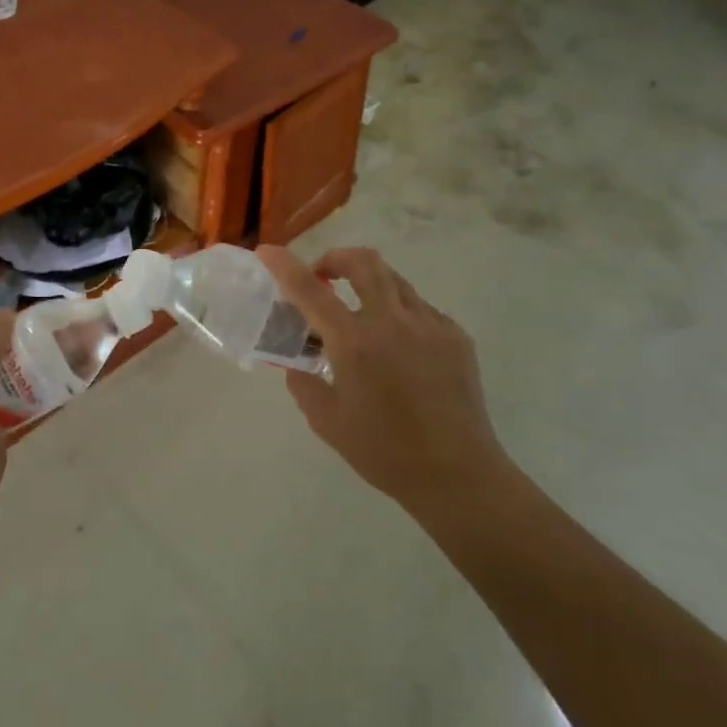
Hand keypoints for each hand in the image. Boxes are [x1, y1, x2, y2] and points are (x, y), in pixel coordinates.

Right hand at [258, 245, 508, 511]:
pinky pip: (420, 308)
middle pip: (363, 262)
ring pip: (394, 280)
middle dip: (336, 258)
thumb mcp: (327, 422)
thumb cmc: (385, 452)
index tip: (267, 251)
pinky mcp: (455, 336)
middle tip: (324, 277)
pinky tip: (399, 347)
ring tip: (362, 314)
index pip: (309, 289)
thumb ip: (304, 384)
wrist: (459, 476)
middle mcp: (391, 322)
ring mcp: (429, 325)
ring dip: (369, 284)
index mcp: (354, 343)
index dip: (283, 264)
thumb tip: (298, 364)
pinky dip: (399, 314)